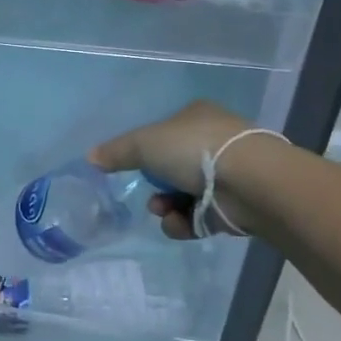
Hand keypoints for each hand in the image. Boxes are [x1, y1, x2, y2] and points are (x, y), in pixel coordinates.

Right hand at [89, 100, 256, 238]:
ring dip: (166, 207)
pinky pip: (198, 217)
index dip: (146, 150)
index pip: (164, 132)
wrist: (250, 182)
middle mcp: (213, 142)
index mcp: (196, 117)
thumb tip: (90, 158)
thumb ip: (116, 152)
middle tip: (150, 196)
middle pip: (171, 168)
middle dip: (155, 187)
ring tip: (164, 211)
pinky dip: (185, 223)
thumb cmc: (194, 149)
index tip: (133, 166)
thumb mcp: (144, 144)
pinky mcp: (233, 206)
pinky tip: (182, 223)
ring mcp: (226, 175)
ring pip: (182, 195)